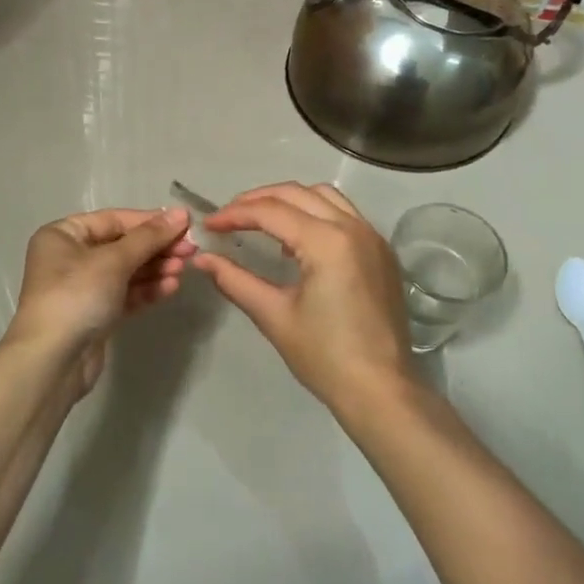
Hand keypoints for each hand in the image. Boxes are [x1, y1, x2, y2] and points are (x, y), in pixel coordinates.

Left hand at [3, 207, 196, 391]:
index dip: (150, 221)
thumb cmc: (77, 296)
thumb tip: (180, 213)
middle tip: (191, 250)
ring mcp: (82, 288)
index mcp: (63, 235)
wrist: (52, 361)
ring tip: (184, 269)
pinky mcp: (95, 314)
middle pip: (122, 245)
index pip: (114, 220)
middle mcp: (70, 257)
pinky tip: (171, 287)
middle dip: (157, 247)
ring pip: (126, 271)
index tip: (185, 223)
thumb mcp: (114, 260)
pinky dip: (147, 289)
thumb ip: (149, 237)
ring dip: (156, 268)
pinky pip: (125, 294)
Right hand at [195, 182, 414, 414]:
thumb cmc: (324, 356)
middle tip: (229, 217)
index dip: (234, 214)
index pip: (271, 211)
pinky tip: (298, 239)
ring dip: (289, 200)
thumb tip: (201, 259)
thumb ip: (235, 280)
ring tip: (261, 222)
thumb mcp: (274, 315)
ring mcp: (372, 237)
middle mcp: (353, 227)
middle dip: (258, 199)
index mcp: (327, 242)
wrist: (381, 390)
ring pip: (324, 196)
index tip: (209, 226)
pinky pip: (345, 214)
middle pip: (297, 193)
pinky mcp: (381, 251)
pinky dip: (316, 213)